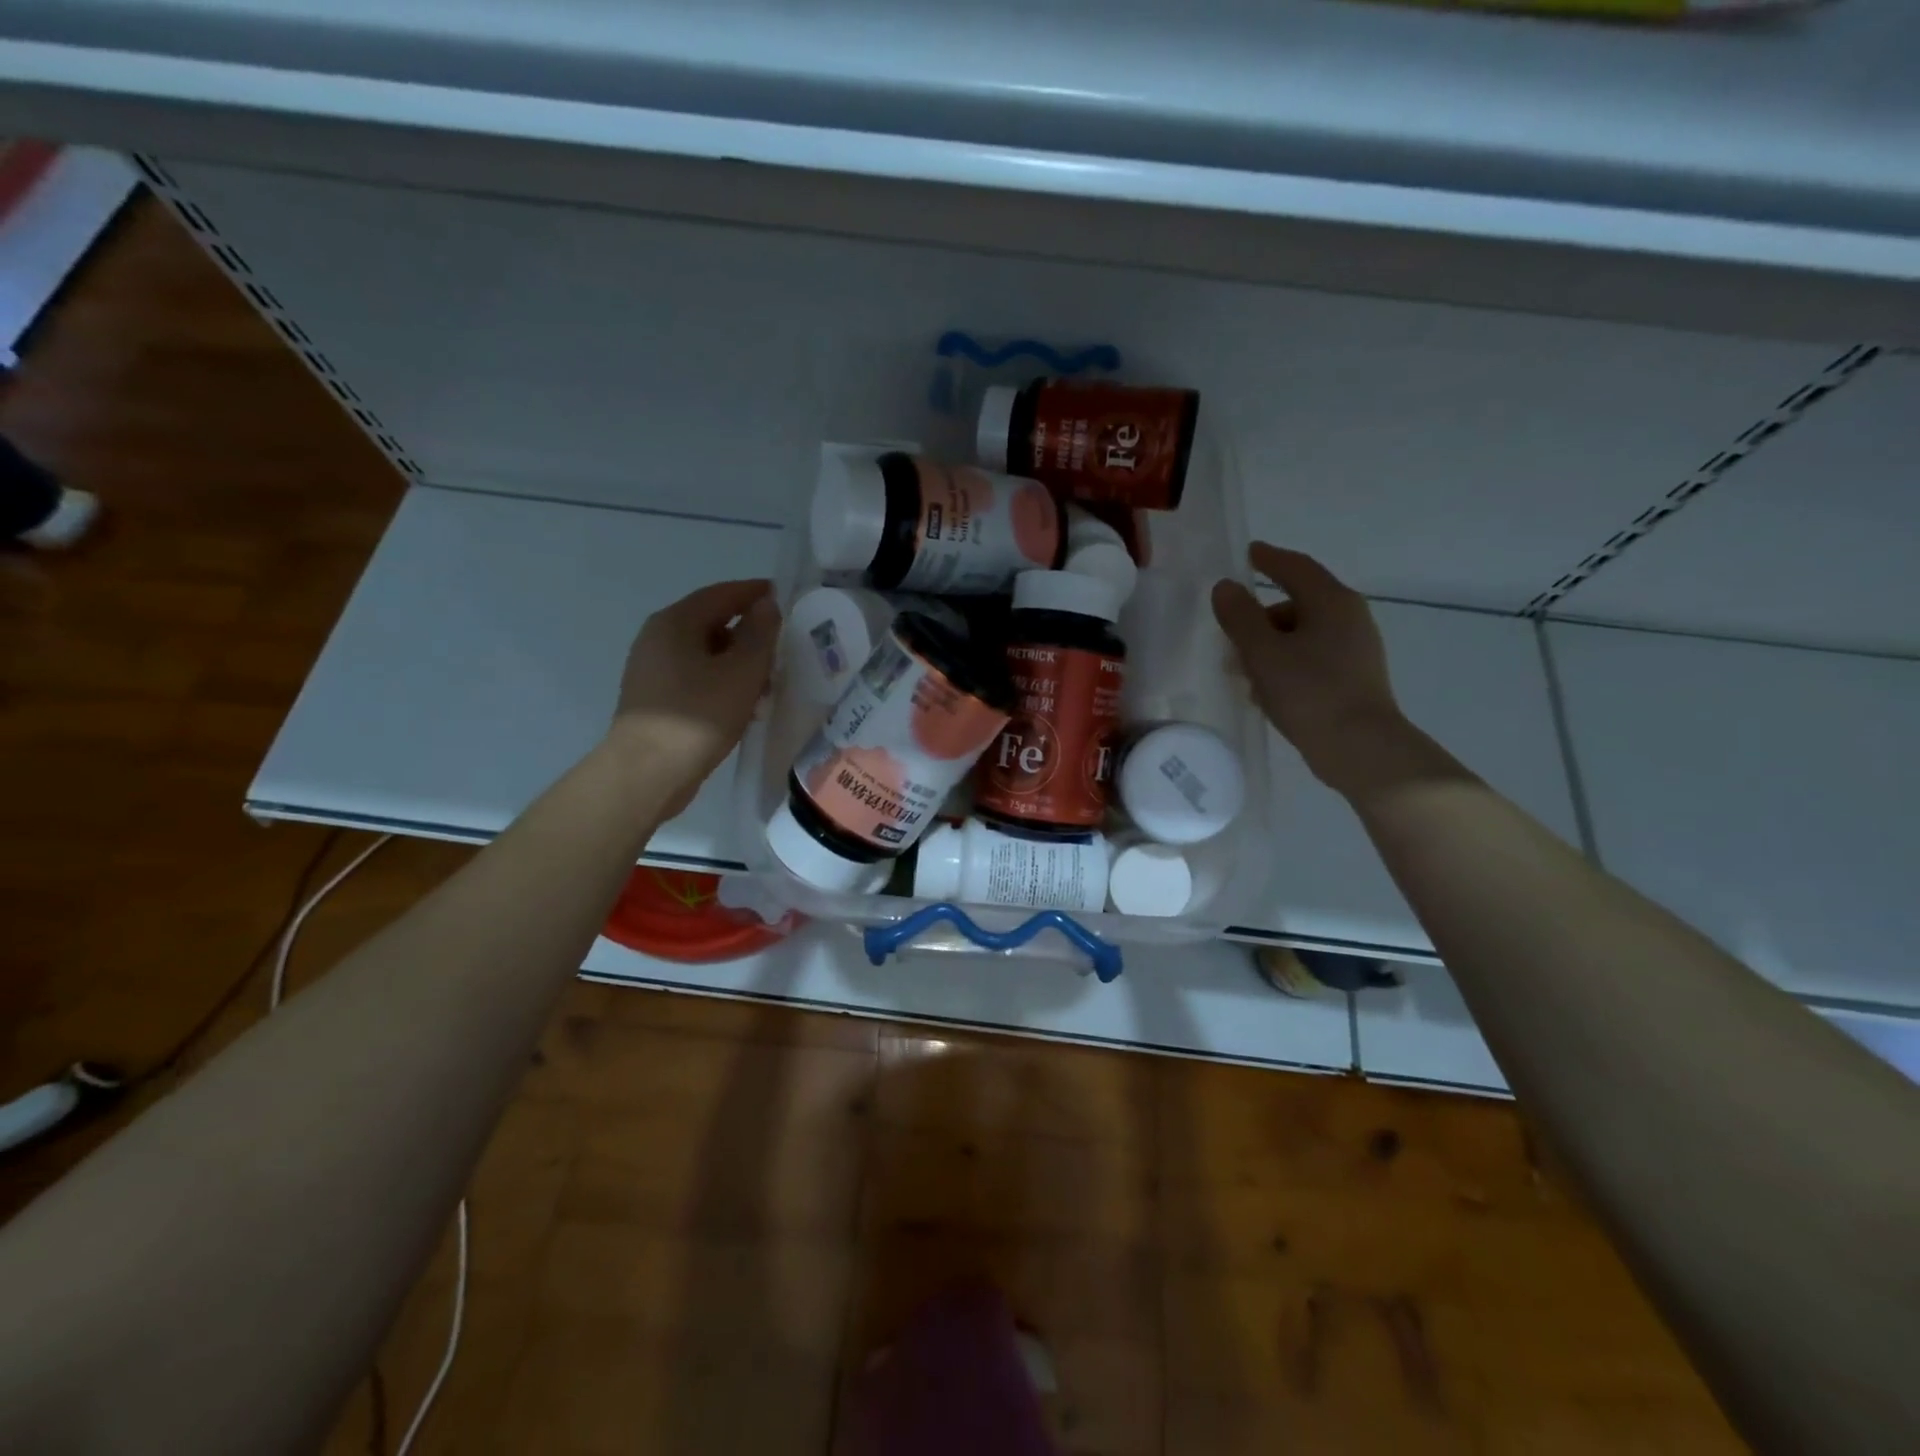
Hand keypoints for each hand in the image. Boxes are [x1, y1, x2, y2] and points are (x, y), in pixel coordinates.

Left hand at [609, 578, 781, 813]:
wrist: (647, 773)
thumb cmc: (698, 716)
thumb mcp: (742, 672)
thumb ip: (760, 634)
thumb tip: (767, 605)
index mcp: (676, 622)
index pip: (722, 594)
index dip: (756, 593)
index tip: (786, 597)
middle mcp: (658, 638)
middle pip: (713, 623)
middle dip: (750, 633)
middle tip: (783, 648)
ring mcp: (653, 669)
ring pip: (706, 654)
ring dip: (739, 663)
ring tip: (769, 684)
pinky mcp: (656, 698)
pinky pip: (696, 678)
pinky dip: (722, 682)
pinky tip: (744, 706)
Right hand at [1212, 543, 1428, 798]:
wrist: (1359, 748)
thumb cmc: (1309, 692)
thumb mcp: (1263, 652)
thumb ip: (1240, 617)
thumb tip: (1226, 587)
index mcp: (1331, 602)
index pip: (1296, 568)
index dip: (1269, 559)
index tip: (1248, 553)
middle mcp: (1349, 618)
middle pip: (1296, 604)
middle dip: (1259, 617)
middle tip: (1229, 636)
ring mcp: (1355, 649)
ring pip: (1301, 635)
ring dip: (1268, 646)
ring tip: (1241, 672)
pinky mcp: (1353, 677)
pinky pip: (1311, 658)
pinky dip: (1285, 664)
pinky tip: (1265, 691)